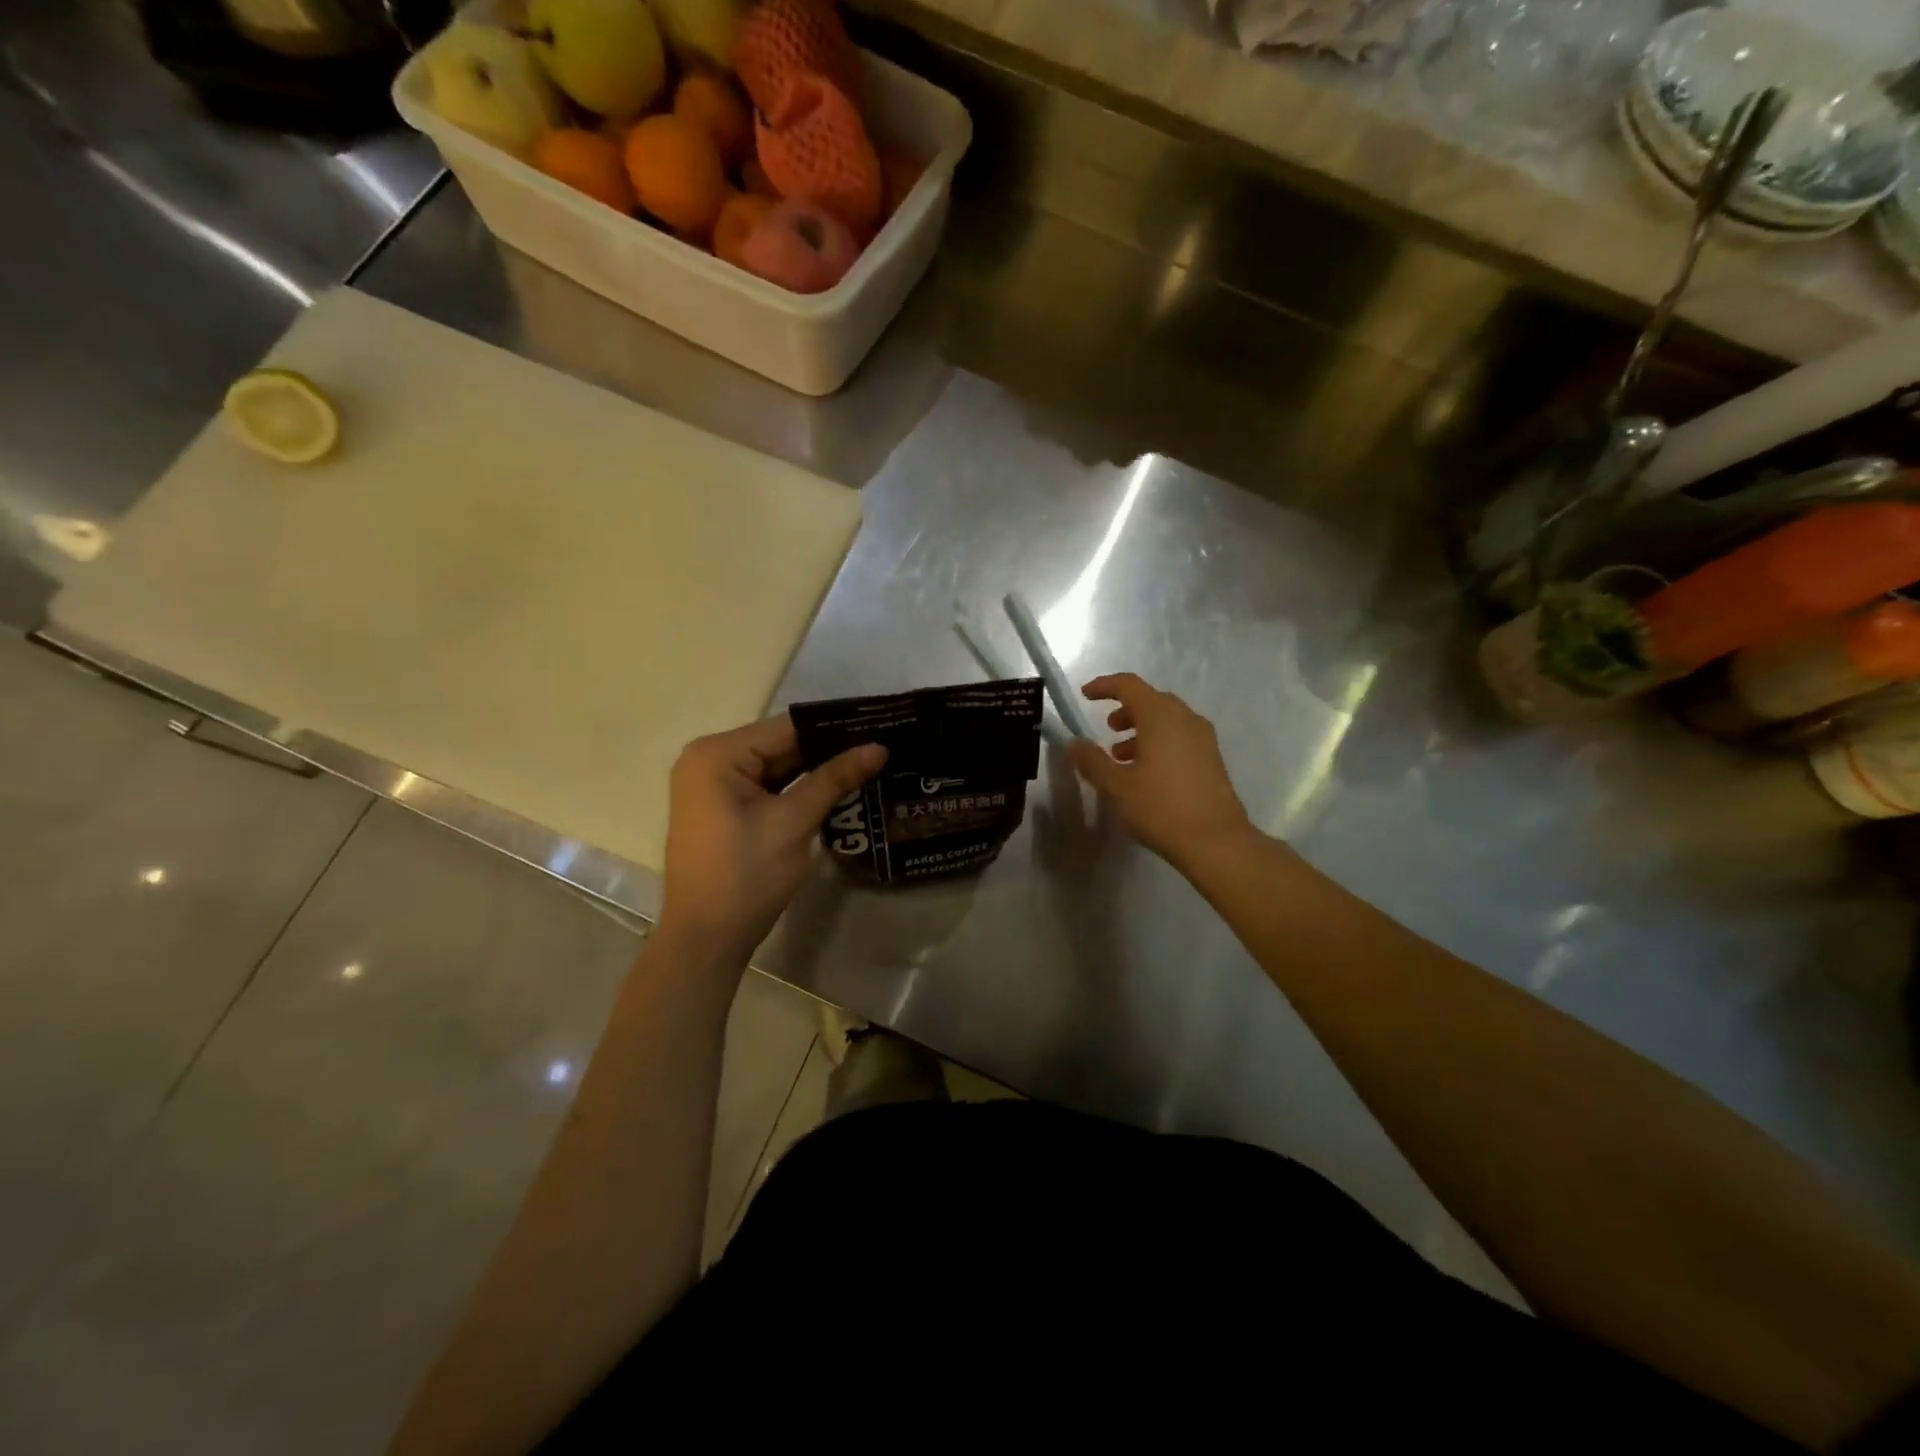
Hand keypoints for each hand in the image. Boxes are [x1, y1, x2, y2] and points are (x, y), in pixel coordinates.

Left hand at [657, 715, 885, 971]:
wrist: (705, 940)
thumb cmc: (746, 876)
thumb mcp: (794, 823)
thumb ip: (834, 779)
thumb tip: (879, 747)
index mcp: (717, 754)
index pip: (788, 727)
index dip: (836, 727)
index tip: (879, 724)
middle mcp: (709, 760)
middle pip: (781, 745)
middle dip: (829, 750)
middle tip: (882, 746)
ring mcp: (713, 786)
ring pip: (776, 767)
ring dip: (817, 771)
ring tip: (870, 762)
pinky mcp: (722, 809)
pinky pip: (766, 788)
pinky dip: (798, 790)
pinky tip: (838, 788)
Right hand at [1068, 673, 1253, 869]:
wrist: (1215, 841)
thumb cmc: (1160, 808)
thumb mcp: (1116, 786)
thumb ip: (1092, 760)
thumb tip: (1075, 743)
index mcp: (1160, 717)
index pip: (1129, 685)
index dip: (1104, 686)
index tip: (1085, 695)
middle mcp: (1185, 719)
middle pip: (1151, 700)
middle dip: (1126, 709)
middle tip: (1107, 729)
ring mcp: (1203, 739)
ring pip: (1167, 720)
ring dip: (1142, 729)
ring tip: (1121, 755)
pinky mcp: (1212, 759)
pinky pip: (1180, 737)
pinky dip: (1159, 742)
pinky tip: (1146, 772)